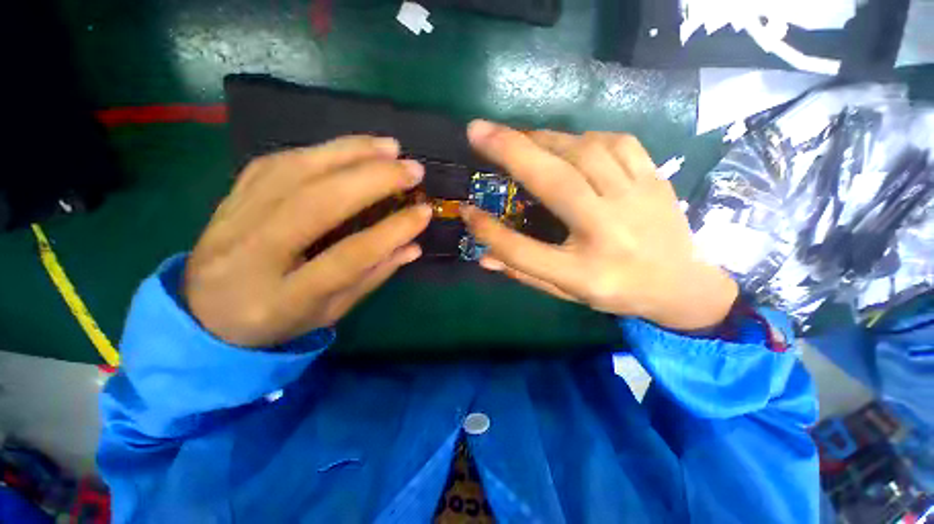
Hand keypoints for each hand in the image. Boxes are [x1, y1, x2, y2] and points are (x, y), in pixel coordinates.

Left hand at [183, 136, 430, 346]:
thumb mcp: (329, 313)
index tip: (424, 213)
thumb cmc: (277, 321)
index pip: (346, 258)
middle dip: (372, 180)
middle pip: (315, 203)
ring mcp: (232, 220)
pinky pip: (275, 163)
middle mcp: (251, 255)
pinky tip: (349, 148)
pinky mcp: (228, 197)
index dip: (390, 233)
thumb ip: (371, 278)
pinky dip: (319, 151)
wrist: (203, 315)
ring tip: (389, 146)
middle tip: (412, 169)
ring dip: (348, 153)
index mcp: (282, 298)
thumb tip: (412, 247)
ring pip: (292, 172)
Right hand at [462, 121, 737, 330]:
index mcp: (584, 273)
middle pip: (555, 183)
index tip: (465, 211)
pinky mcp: (655, 178)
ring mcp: (637, 199)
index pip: (523, 251)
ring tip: (518, 138)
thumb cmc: (618, 292)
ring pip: (585, 152)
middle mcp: (609, 232)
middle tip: (477, 131)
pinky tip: (569, 144)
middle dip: (511, 152)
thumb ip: (525, 272)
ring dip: (544, 139)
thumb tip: (484, 256)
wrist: (684, 285)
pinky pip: (616, 143)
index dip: (489, 231)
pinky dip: (585, 137)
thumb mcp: (568, 292)